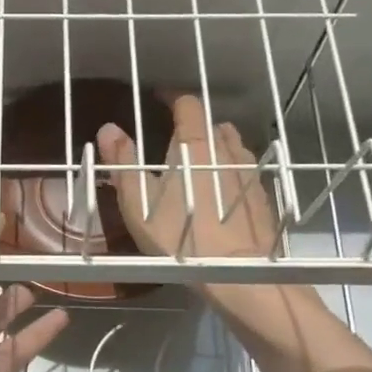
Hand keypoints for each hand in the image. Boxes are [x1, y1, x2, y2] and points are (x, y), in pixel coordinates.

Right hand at [97, 95, 281, 264]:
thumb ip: (123, 162)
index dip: (172, 99)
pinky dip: (232, 174)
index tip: (158, 101)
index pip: (188, 104)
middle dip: (195, 127)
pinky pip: (246, 172)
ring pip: (233, 147)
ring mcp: (250, 173)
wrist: (236, 273)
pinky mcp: (262, 198)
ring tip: (200, 166)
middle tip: (175, 142)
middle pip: (212, 125)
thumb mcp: (138, 201)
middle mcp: (227, 150)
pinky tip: (222, 195)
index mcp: (195, 144)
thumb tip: (109, 128)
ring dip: (217, 148)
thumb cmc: (178, 235)